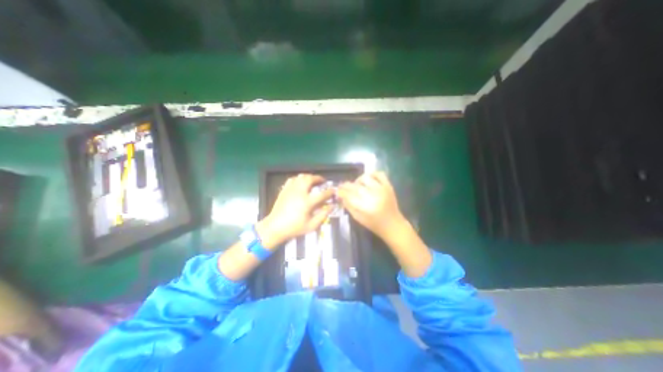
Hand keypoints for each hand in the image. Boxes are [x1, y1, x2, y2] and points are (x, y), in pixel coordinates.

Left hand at [257, 173, 334, 247]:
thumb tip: (332, 206)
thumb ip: (323, 215)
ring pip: (301, 177)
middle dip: (318, 178)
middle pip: (310, 179)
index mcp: (307, 202)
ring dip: (309, 177)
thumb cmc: (294, 228)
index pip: (322, 194)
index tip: (334, 191)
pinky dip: (299, 179)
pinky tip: (301, 183)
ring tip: (313, 181)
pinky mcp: (284, 190)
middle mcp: (299, 193)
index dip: (330, 192)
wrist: (274, 227)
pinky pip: (292, 179)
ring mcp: (290, 190)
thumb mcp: (312, 225)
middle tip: (322, 181)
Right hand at [338, 172, 410, 240]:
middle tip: (342, 186)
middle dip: (346, 185)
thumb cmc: (374, 224)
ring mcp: (381, 189)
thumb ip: (349, 206)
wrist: (392, 224)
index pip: (349, 195)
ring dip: (358, 180)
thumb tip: (341, 196)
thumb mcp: (358, 218)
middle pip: (355, 186)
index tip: (337, 191)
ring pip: (365, 178)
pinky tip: (368, 179)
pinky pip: (379, 174)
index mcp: (365, 207)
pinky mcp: (388, 186)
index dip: (341, 191)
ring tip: (357, 184)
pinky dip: (372, 174)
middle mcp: (373, 196)